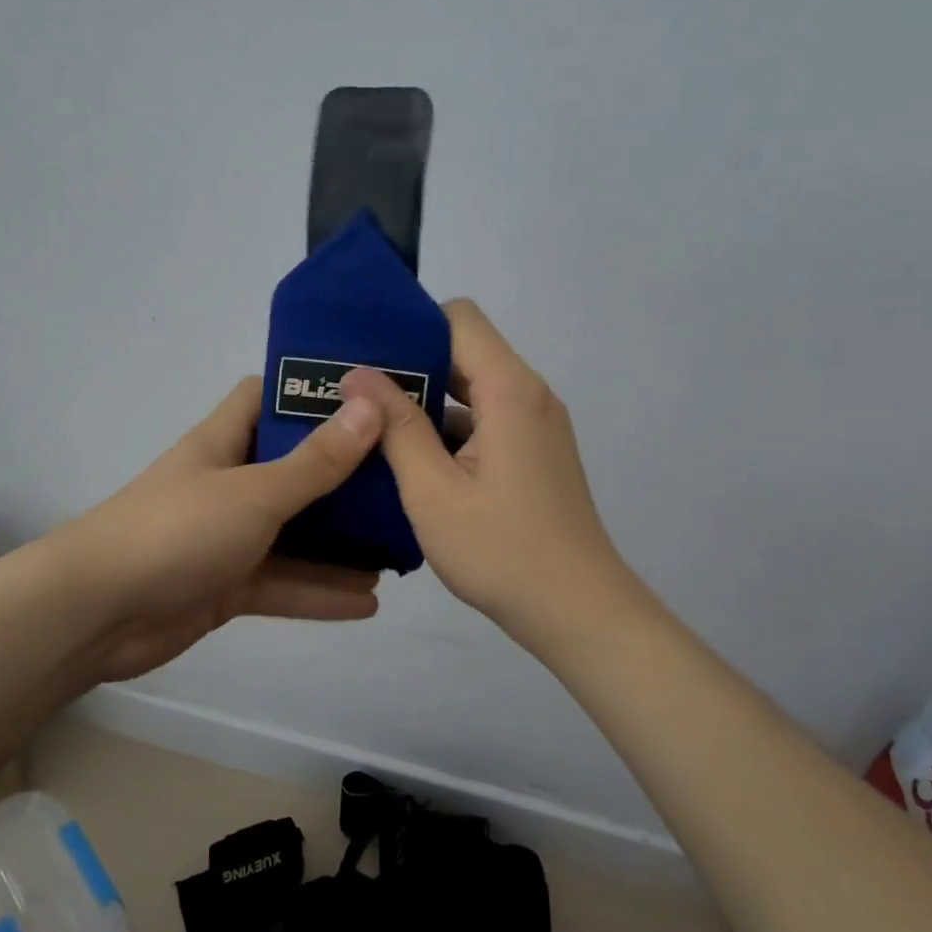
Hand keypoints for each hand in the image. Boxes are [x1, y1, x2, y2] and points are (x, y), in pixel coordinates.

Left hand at [53, 376, 385, 684]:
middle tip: (404, 476)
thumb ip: (315, 461)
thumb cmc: (176, 531)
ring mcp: (228, 537)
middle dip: (344, 474)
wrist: (96, 614)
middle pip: (294, 468)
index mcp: (225, 442)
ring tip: (399, 545)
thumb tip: (370, 408)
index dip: (309, 391)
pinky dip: (320, 592)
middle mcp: (229, 483)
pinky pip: (283, 583)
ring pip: (295, 533)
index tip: (367, 395)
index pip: (266, 397)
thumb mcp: (254, 492)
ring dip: (340, 541)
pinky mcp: (228, 586)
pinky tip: (369, 601)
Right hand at [342, 299, 655, 658]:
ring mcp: (536, 427)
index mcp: (510, 391)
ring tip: (369, 425)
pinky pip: (486, 422)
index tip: (365, 353)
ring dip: (427, 403)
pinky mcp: (534, 455)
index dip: (411, 327)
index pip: (459, 319)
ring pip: (473, 391)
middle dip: (410, 366)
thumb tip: (358, 375)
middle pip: (465, 352)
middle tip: (352, 391)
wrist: (578, 612)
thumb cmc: (502, 551)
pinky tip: (408, 460)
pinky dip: (449, 432)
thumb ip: (396, 427)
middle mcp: (530, 396)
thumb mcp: (434, 491)